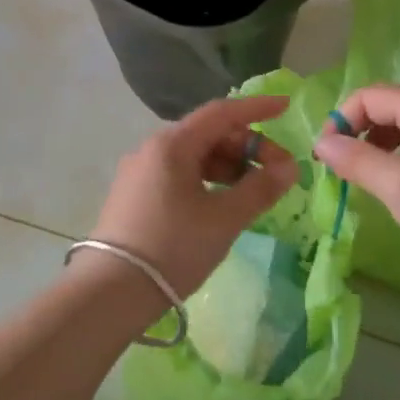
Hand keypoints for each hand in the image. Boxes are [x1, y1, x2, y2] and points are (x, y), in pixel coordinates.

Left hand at [91, 94, 298, 298]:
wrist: (110, 292)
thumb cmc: (173, 247)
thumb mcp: (224, 219)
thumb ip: (260, 189)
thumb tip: (289, 167)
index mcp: (172, 144)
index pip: (222, 112)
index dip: (257, 108)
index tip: (285, 107)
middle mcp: (152, 149)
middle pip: (208, 134)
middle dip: (247, 147)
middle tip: (277, 172)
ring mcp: (139, 172)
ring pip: (194, 156)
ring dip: (228, 166)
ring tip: (253, 192)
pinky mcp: (134, 195)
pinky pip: (179, 174)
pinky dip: (207, 180)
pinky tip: (222, 202)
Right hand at [313, 85, 399, 279]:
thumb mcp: (398, 186)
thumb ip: (356, 160)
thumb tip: (322, 143)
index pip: (370, 96)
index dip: (341, 119)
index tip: (326, 155)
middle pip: (387, 106)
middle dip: (357, 130)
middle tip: (340, 165)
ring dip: (376, 143)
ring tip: (364, 175)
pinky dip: (398, 154)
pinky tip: (396, 182)